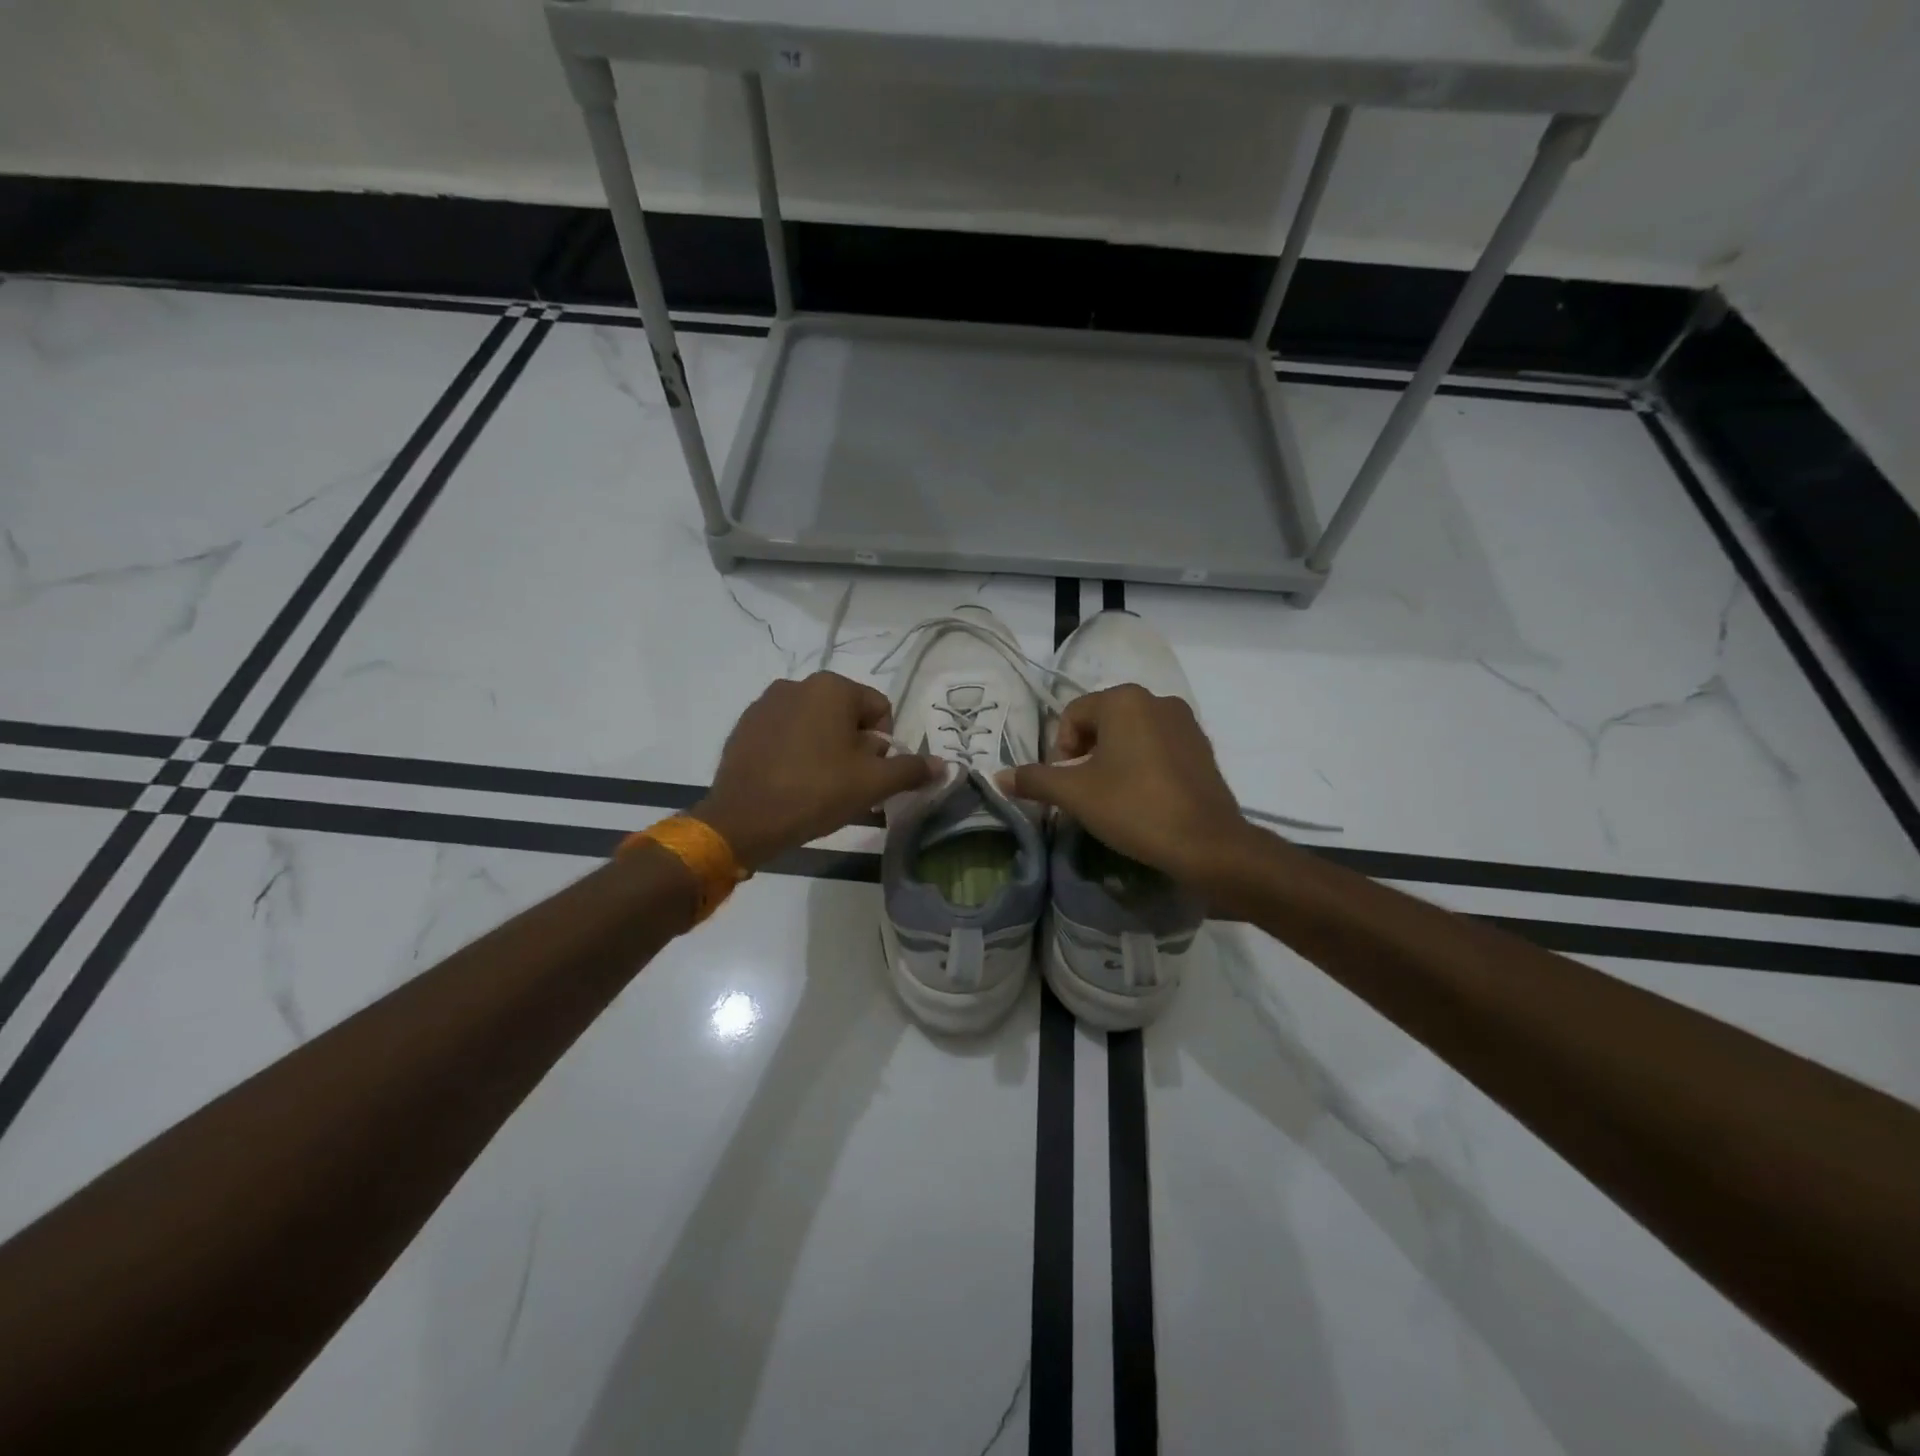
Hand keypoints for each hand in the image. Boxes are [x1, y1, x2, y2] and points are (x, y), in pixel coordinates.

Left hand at [692, 672, 938, 871]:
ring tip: (818, 785)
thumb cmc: (816, 792)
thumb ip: (911, 770)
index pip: (880, 709)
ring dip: (825, 748)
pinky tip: (790, 781)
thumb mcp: (873, 784)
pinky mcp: (744, 726)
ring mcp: (766, 703)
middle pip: (846, 715)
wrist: (743, 820)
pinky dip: (795, 751)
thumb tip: (943, 765)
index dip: (885, 745)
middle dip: (855, 746)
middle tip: (847, 783)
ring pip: (815, 723)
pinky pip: (785, 733)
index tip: (870, 775)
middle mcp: (798, 684)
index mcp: (832, 687)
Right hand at [998, 685, 1259, 887]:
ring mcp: (1186, 722)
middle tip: (1085, 792)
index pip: (1073, 715)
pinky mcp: (1203, 748)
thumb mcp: (1075, 795)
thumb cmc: (1134, 808)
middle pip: (1102, 722)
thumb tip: (998, 777)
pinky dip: (1143, 765)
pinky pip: (1159, 747)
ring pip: (1131, 735)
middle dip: (1086, 754)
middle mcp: (1157, 699)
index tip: (1066, 784)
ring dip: (1113, 760)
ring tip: (1113, 797)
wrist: (1207, 844)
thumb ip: (1035, 780)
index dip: (1060, 751)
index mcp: (1124, 700)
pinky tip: (1143, 798)